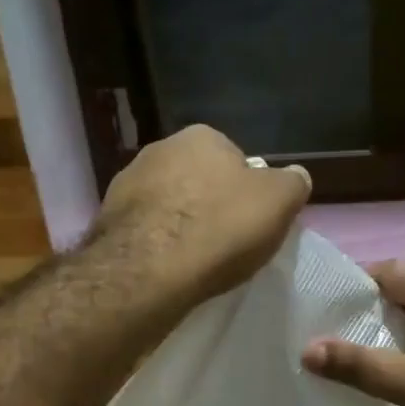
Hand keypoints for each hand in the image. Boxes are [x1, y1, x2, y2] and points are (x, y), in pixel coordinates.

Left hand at [90, 125, 310, 310]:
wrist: (150, 269)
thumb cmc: (221, 229)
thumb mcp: (278, 203)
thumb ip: (292, 184)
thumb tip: (296, 175)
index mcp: (203, 136)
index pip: (235, 159)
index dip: (246, 191)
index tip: (250, 222)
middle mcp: (160, 148)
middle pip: (198, 178)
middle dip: (209, 203)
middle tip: (224, 241)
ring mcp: (127, 181)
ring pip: (167, 202)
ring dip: (179, 222)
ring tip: (194, 259)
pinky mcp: (108, 218)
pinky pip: (144, 227)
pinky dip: (156, 242)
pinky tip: (167, 266)